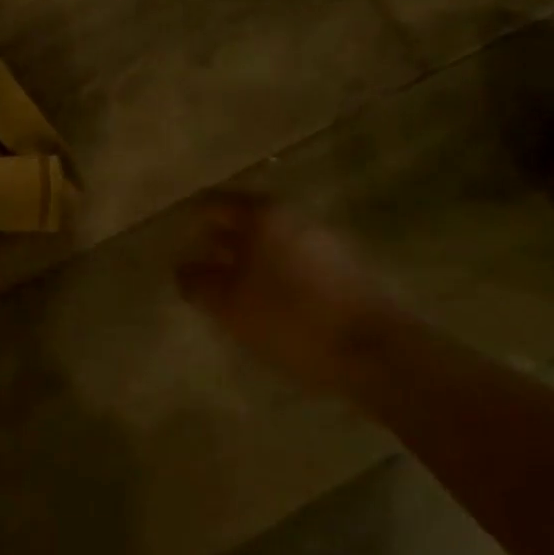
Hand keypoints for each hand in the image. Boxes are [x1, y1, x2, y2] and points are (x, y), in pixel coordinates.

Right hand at [177, 194, 404, 392]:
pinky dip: (276, 274)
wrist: (375, 351)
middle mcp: (293, 216)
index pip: (215, 203)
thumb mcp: (230, 305)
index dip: (193, 219)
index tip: (178, 238)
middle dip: (221, 241)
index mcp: (263, 214)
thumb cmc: (291, 318)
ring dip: (249, 260)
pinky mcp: (344, 269)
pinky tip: (270, 306)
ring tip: (231, 292)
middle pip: (246, 220)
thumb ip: (198, 282)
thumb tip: (182, 268)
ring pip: (272, 242)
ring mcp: (323, 240)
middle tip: (200, 267)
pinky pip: (296, 262)